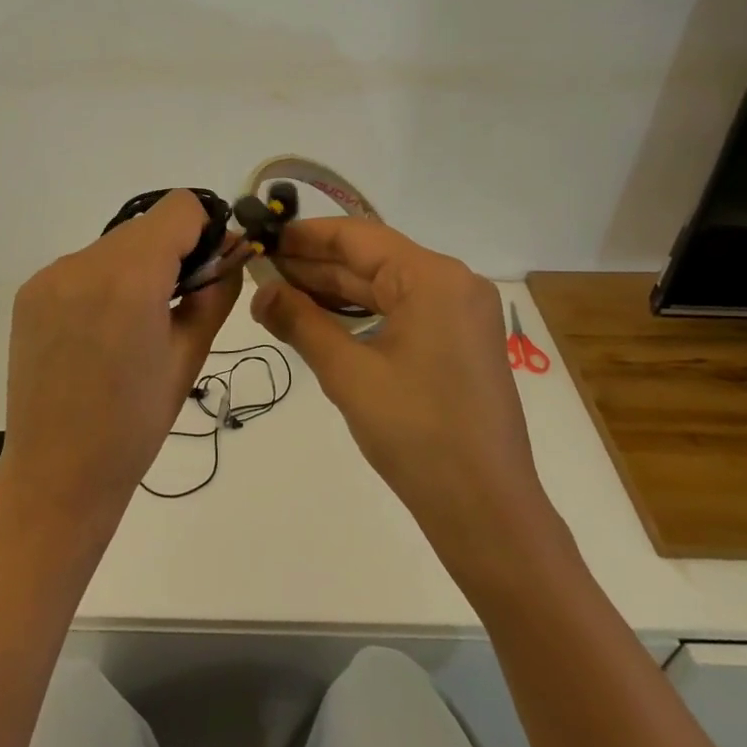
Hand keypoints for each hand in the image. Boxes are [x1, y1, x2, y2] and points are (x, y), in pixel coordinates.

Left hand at [0, 191, 241, 535]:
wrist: (57, 474)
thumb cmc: (135, 425)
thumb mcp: (190, 356)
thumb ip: (214, 292)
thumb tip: (228, 252)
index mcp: (130, 278)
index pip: (180, 207)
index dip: (204, 231)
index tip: (209, 270)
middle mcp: (83, 262)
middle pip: (145, 226)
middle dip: (171, 252)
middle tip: (176, 304)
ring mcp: (50, 275)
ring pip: (113, 245)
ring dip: (135, 268)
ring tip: (133, 325)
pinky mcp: (29, 292)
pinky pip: (82, 267)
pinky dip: (102, 283)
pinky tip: (99, 332)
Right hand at [251, 219, 552, 569]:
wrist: (486, 510)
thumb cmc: (416, 433)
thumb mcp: (348, 373)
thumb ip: (300, 322)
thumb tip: (260, 292)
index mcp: (433, 278)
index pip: (357, 237)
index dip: (305, 235)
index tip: (263, 236)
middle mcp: (452, 284)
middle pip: (371, 259)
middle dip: (314, 265)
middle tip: (260, 268)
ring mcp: (459, 313)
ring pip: (384, 286)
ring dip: (333, 289)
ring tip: (279, 291)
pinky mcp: (458, 342)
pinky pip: (400, 310)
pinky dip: (360, 312)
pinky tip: (319, 317)